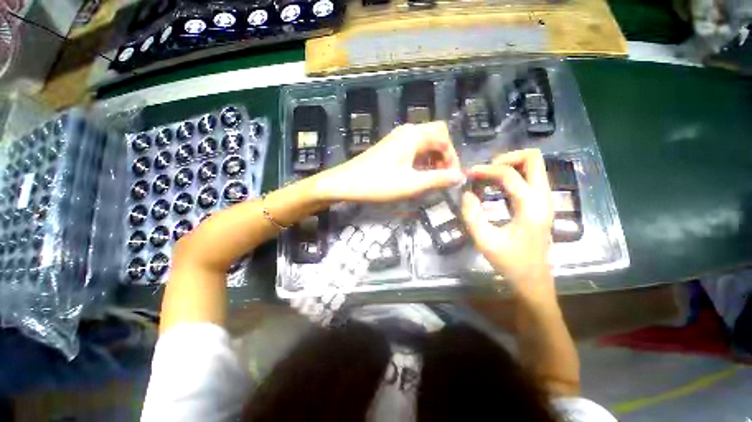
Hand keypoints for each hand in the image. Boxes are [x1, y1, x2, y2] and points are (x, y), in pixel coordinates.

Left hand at [313, 122, 462, 202]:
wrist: (346, 183)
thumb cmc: (379, 184)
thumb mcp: (412, 184)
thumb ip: (438, 179)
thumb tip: (460, 177)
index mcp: (414, 136)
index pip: (444, 137)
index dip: (452, 157)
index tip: (451, 177)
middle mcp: (407, 132)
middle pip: (435, 137)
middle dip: (443, 156)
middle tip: (442, 177)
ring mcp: (397, 138)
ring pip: (424, 143)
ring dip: (432, 159)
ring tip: (431, 179)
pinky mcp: (390, 147)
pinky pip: (413, 149)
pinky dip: (420, 160)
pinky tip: (417, 175)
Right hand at [461, 149, 554, 301]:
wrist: (533, 280)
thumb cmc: (510, 262)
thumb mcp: (484, 240)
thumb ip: (472, 215)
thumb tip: (466, 193)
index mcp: (531, 206)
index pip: (509, 174)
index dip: (485, 170)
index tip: (467, 175)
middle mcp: (543, 197)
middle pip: (533, 158)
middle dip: (506, 158)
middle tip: (484, 171)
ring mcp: (544, 199)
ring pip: (533, 166)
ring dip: (509, 166)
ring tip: (486, 178)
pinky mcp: (540, 204)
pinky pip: (529, 178)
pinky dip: (511, 175)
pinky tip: (494, 188)